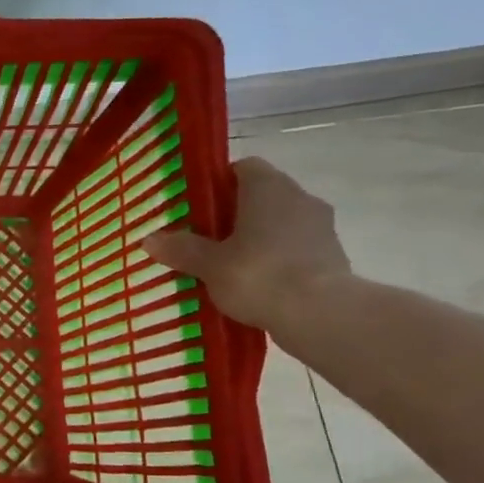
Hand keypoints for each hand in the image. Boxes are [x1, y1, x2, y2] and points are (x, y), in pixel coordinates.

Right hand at [141, 158, 350, 331]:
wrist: (320, 314)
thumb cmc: (258, 274)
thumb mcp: (209, 264)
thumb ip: (182, 249)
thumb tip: (150, 239)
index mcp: (268, 187)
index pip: (243, 168)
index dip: (219, 183)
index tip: (198, 207)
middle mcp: (299, 197)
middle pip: (262, 196)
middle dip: (236, 214)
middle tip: (206, 239)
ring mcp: (321, 227)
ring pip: (280, 223)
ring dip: (259, 238)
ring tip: (228, 266)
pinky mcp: (333, 257)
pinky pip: (296, 250)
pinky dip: (277, 260)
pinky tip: (256, 285)